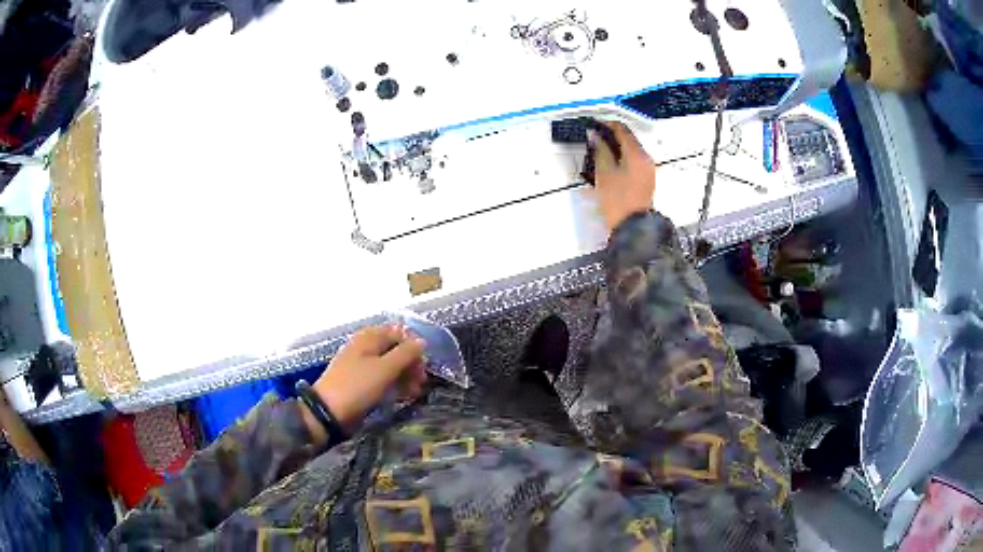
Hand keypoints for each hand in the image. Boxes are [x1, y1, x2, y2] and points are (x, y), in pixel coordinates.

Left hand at [312, 325, 426, 432]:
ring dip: (405, 376)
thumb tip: (422, 342)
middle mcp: (366, 347)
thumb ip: (405, 353)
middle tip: (421, 381)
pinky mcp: (361, 382)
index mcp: (369, 337)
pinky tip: (404, 396)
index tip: (424, 365)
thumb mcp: (385, 368)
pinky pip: (383, 379)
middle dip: (411, 364)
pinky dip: (395, 385)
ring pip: (391, 366)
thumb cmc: (357, 386)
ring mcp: (362, 365)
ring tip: (415, 392)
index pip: (399, 333)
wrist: (329, 411)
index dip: (414, 346)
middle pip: (396, 349)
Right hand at [589, 121, 655, 230]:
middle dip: (610, 136)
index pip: (622, 129)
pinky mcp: (645, 179)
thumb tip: (595, 135)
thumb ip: (600, 150)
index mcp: (637, 154)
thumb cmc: (617, 201)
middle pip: (628, 138)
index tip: (593, 125)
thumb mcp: (604, 173)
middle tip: (593, 138)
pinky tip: (608, 163)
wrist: (632, 227)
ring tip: (598, 151)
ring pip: (630, 149)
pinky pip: (633, 160)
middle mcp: (646, 159)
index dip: (606, 124)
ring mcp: (647, 169)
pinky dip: (621, 157)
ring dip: (615, 147)